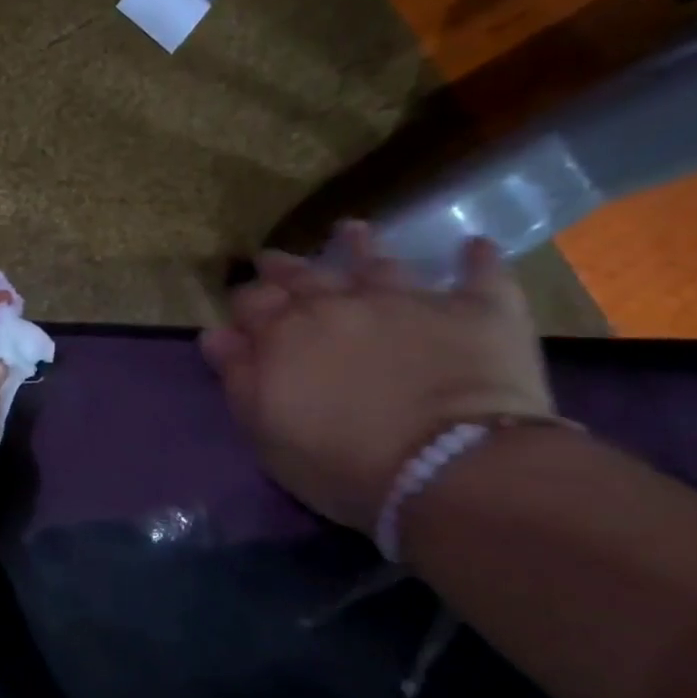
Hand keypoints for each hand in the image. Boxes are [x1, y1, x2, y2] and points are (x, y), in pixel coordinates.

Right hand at [201, 223, 553, 532]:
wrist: (449, 467)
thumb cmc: (341, 461)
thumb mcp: (265, 430)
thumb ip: (238, 377)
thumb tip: (216, 334)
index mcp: (285, 332)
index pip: (253, 302)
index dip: (246, 300)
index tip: (242, 305)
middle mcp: (339, 303)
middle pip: (304, 275)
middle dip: (285, 266)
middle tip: (273, 258)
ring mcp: (408, 301)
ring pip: (379, 262)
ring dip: (362, 246)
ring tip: (352, 231)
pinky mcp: (476, 312)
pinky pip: (480, 276)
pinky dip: (477, 260)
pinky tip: (475, 247)